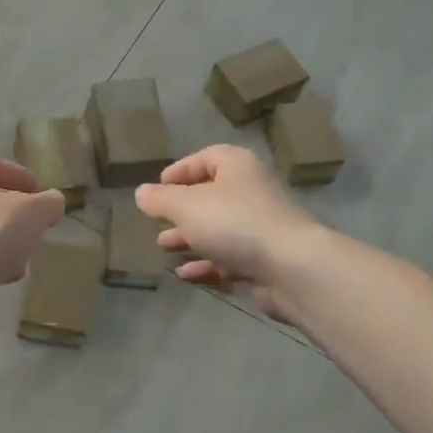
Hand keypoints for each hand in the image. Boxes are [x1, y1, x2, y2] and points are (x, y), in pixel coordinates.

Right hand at [135, 145, 319, 324]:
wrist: (290, 267)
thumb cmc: (233, 223)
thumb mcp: (185, 206)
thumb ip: (160, 199)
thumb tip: (141, 192)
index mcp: (237, 167)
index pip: (205, 158)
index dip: (179, 171)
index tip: (158, 187)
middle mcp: (251, 191)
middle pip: (210, 196)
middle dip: (181, 210)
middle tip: (157, 222)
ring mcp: (260, 227)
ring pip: (218, 229)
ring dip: (190, 238)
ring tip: (164, 248)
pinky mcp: (264, 259)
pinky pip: (229, 257)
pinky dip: (206, 264)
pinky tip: (186, 274)